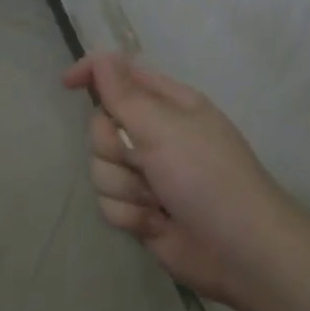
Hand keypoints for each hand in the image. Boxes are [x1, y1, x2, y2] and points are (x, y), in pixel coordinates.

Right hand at [63, 53, 294, 305]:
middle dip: (113, 148)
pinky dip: (129, 214)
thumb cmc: (209, 178)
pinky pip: (108, 202)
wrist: (242, 253)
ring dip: (124, 186)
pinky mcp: (139, 210)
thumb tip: (102, 57)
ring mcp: (146, 174)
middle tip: (141, 160)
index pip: (120, 75)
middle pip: (101, 127)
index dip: (92, 75)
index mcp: (167, 104)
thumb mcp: (165, 129)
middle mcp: (154, 134)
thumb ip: (125, 95)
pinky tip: (156, 224)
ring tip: (156, 200)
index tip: (67, 84)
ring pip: (100, 168)